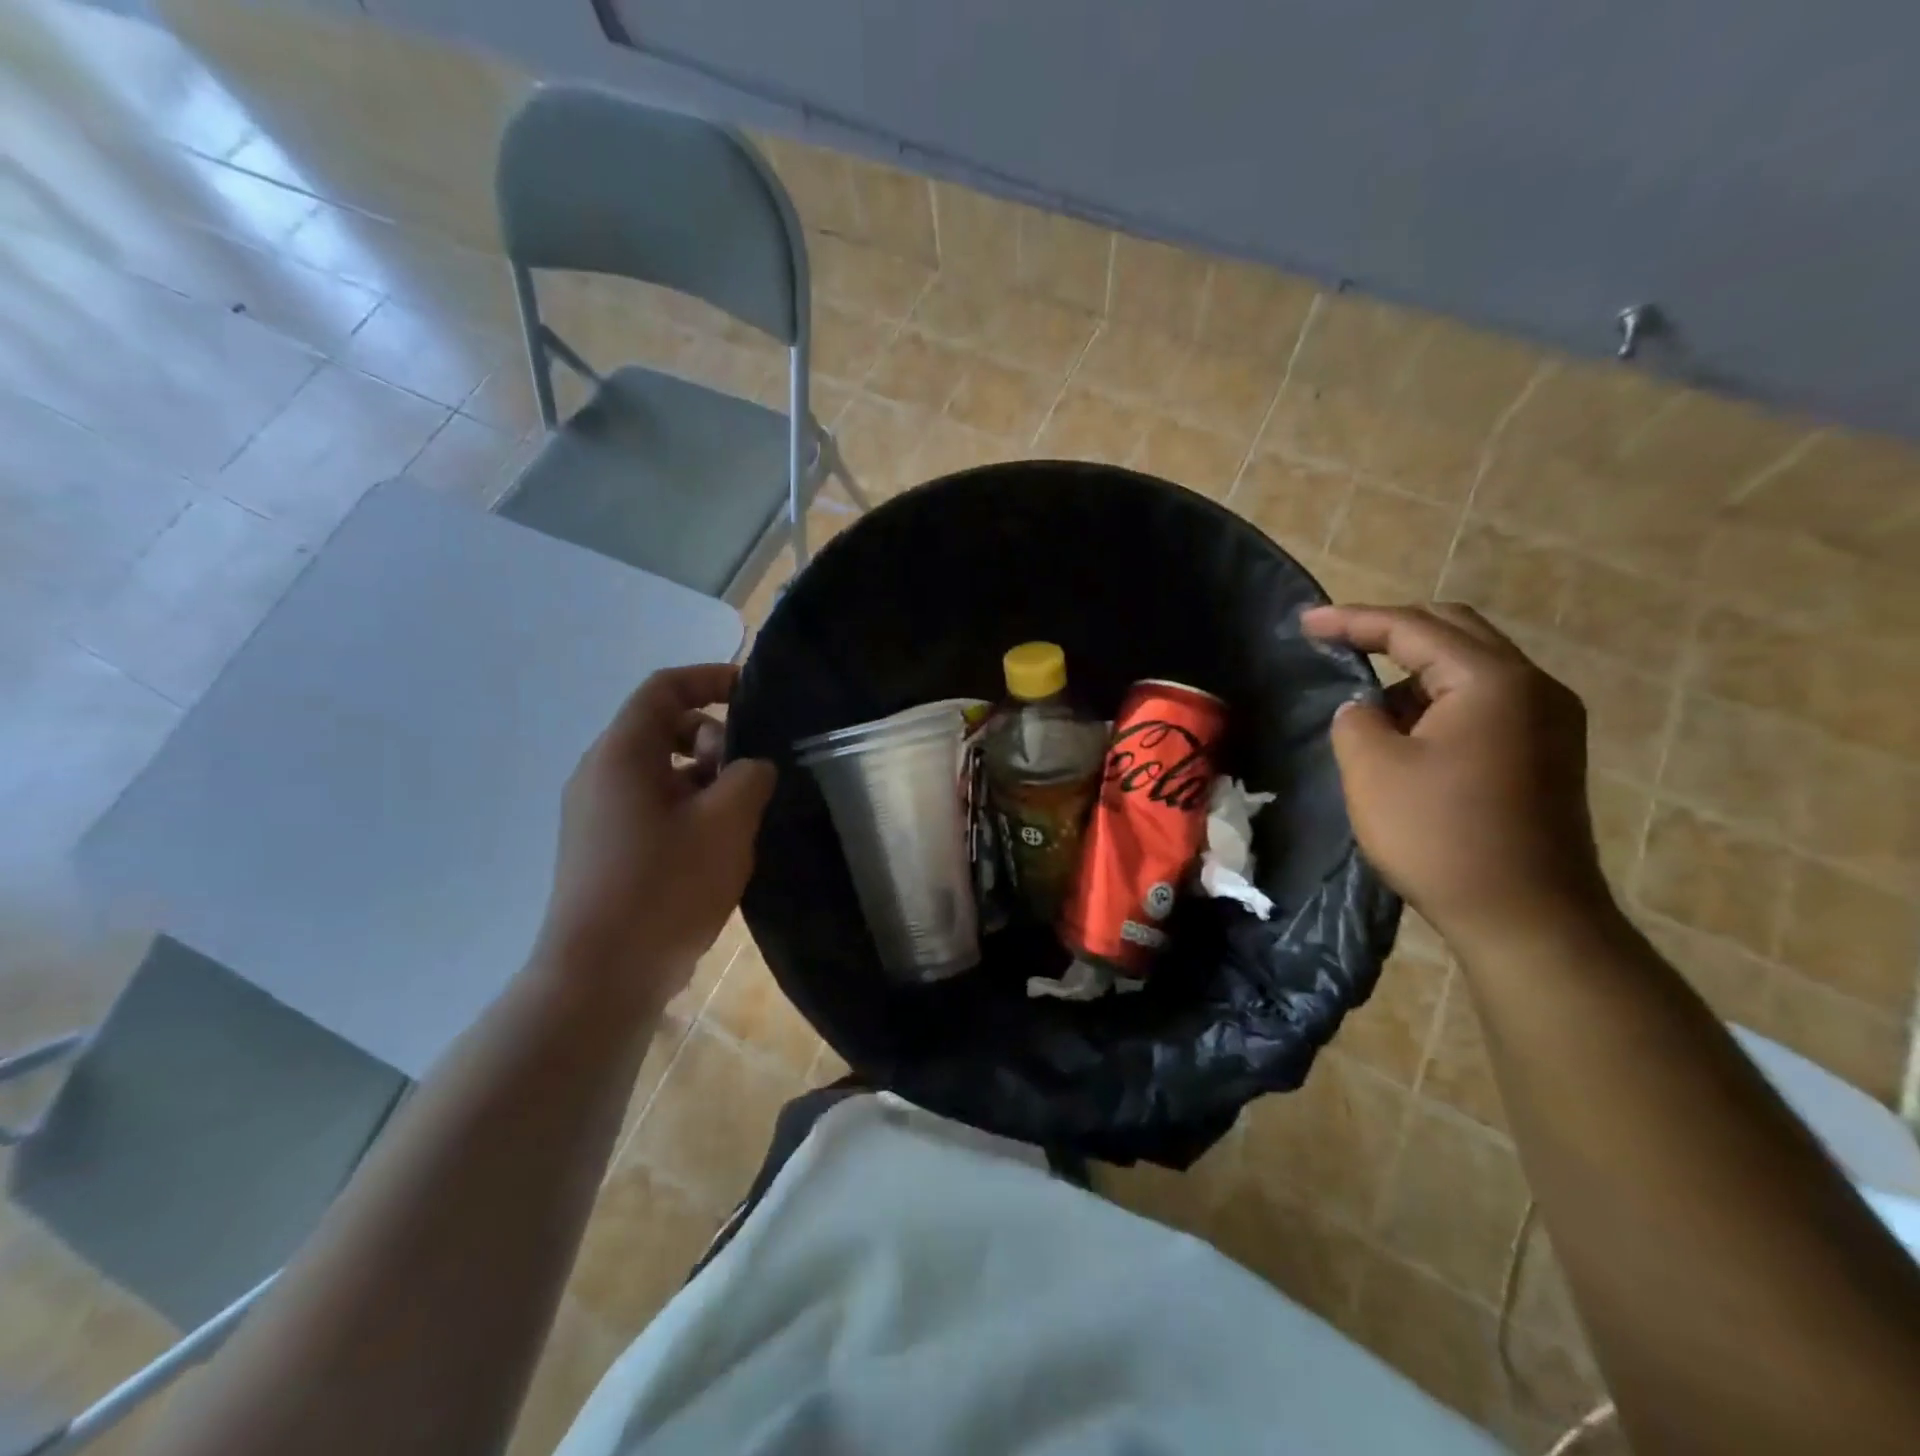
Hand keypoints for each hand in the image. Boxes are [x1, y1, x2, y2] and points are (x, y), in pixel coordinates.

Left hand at [536, 664, 775, 1007]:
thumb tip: (751, 767)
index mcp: (622, 755)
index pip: (663, 689)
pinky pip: (650, 806)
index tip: (751, 692)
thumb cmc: (665, 887)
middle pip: (661, 728)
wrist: (600, 977)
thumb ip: (750, 777)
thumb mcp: (726, 822)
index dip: (709, 678)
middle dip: (713, 738)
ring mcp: (596, 815)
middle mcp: (599, 775)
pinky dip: (686, 807)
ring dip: (703, 778)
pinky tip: (715, 847)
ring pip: (658, 771)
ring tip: (738, 817)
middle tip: (747, 775)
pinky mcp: (602, 849)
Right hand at [1301, 603, 1611, 950]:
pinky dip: (1441, 701)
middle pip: (1454, 631)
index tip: (1304, 623)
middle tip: (1337, 641)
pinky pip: (1487, 702)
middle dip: (1391, 631)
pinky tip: (1408, 732)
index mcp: (1492, 680)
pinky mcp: (1548, 753)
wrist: (1526, 917)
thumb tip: (1365, 708)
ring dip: (1416, 671)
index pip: (1412, 628)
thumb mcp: (1373, 769)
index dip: (1352, 620)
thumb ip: (1356, 719)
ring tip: (1368, 701)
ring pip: (1472, 668)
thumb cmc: (1441, 836)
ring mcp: (1550, 720)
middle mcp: (1533, 687)